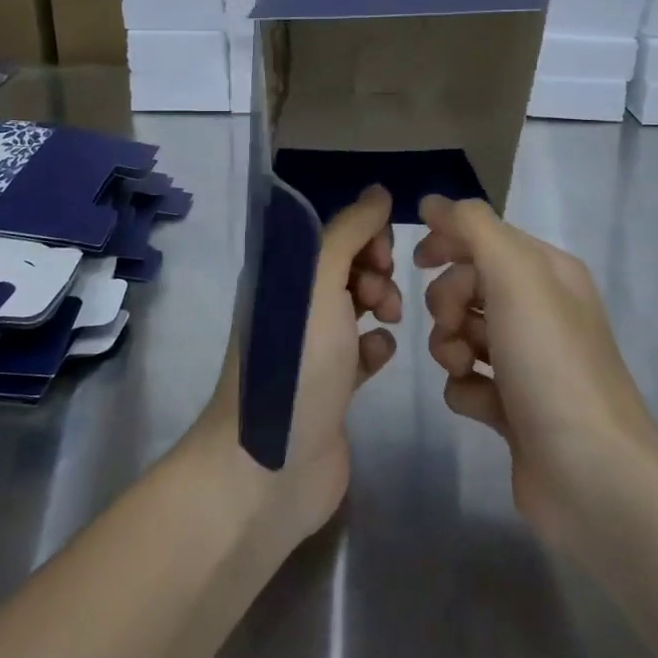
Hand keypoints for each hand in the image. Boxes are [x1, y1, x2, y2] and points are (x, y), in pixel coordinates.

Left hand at [197, 185, 400, 544]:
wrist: (271, 465)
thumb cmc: (295, 363)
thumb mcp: (318, 282)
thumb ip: (349, 232)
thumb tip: (378, 192)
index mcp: (280, 274)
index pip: (328, 231)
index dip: (362, 233)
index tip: (383, 252)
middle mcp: (293, 304)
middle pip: (345, 265)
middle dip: (374, 267)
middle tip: (380, 293)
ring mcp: (311, 347)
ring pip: (357, 305)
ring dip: (380, 302)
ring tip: (387, 319)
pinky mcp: (332, 386)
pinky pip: (362, 350)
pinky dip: (375, 346)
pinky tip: (379, 355)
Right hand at [414, 196, 657, 542]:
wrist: (590, 472)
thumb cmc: (550, 360)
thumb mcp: (515, 274)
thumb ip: (472, 228)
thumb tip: (434, 202)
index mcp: (547, 272)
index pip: (485, 236)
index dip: (449, 241)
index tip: (418, 259)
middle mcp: (540, 310)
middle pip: (468, 284)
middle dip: (448, 301)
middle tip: (453, 325)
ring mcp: (527, 361)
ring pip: (461, 332)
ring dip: (449, 345)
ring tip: (463, 367)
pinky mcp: (513, 407)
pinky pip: (467, 380)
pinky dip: (465, 388)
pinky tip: (481, 404)